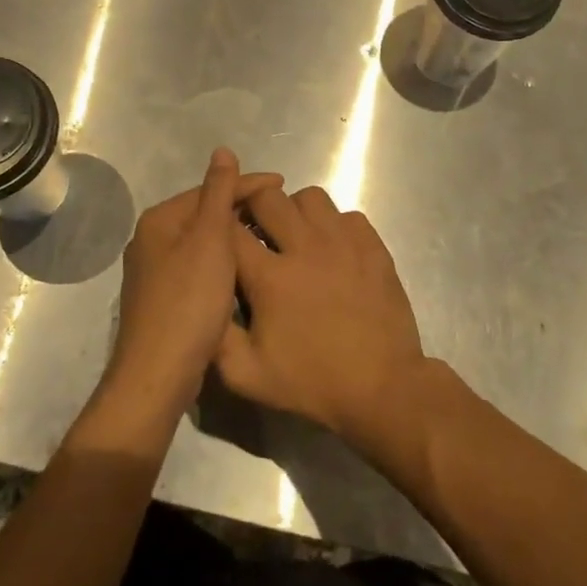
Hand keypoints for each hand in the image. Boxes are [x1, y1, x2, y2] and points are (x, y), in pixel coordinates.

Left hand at [100, 149, 281, 430]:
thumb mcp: (210, 239)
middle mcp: (152, 240)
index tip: (285, 185)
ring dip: (234, 237)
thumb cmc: (188, 301)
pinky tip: (244, 271)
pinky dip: (224, 262)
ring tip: (269, 238)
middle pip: (204, 214)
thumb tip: (222, 150)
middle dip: (242, 210)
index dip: (248, 184)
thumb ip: (218, 192)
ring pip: (203, 242)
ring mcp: (155, 272)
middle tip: (281, 214)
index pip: (210, 189)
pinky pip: (200, 267)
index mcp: (160, 220)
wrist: (159, 373)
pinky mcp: (165, 299)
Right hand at [215, 185, 425, 444]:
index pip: (230, 229)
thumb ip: (216, 336)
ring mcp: (344, 243)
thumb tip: (205, 301)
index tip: (221, 239)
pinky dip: (334, 225)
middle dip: (254, 209)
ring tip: (296, 238)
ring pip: (310, 197)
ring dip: (295, 211)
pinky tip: (332, 250)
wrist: (381, 388)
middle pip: (268, 197)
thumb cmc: (312, 382)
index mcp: (271, 277)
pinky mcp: (373, 246)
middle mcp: (306, 247)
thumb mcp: (247, 375)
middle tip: (257, 234)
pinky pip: (346, 214)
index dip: (220, 228)